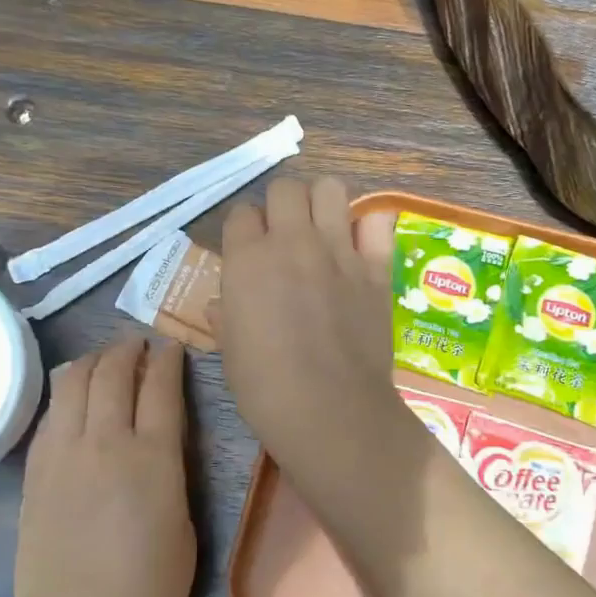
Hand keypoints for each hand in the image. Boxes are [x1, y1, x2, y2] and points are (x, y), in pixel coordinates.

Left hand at [7, 335, 196, 596]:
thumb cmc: (149, 593)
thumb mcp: (185, 528)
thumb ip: (173, 473)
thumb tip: (161, 442)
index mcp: (152, 458)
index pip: (160, 387)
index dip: (168, 360)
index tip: (172, 346)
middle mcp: (104, 443)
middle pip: (112, 373)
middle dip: (128, 350)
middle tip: (140, 345)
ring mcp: (61, 455)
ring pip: (72, 383)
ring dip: (93, 362)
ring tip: (106, 361)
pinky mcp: (34, 472)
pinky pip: (50, 414)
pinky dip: (66, 393)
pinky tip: (75, 399)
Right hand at [216, 177, 411, 484]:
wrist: (330, 408)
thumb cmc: (266, 387)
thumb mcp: (230, 351)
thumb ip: (226, 317)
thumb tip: (218, 304)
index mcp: (247, 259)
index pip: (241, 213)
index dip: (245, 230)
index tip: (250, 251)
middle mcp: (292, 242)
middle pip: (284, 188)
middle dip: (281, 206)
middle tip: (286, 237)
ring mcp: (338, 250)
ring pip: (329, 188)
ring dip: (322, 202)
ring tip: (322, 230)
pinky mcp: (376, 267)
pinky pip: (377, 221)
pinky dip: (369, 226)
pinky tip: (361, 245)